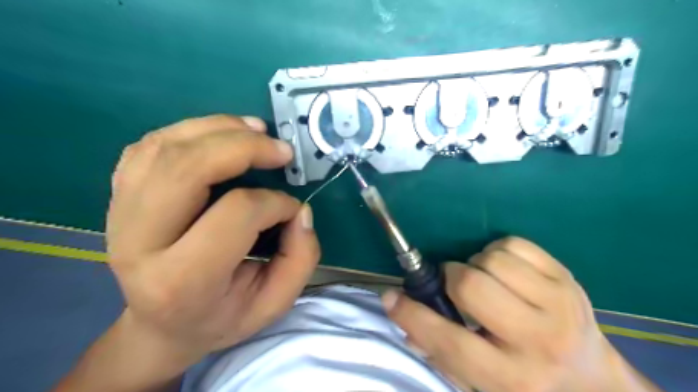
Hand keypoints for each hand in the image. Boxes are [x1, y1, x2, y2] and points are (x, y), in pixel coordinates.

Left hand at [53, 116, 320, 389]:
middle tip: (280, 148)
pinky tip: (219, 136)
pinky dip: (190, 131)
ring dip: (217, 129)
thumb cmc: (222, 316)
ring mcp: (119, 216)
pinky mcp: (118, 198)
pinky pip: (149, 146)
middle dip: (244, 147)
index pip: (236, 213)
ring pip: (165, 148)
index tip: (292, 210)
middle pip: (187, 168)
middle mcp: (139, 243)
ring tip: (255, 131)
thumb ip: (300, 259)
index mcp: (182, 280)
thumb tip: (300, 211)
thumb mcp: (274, 304)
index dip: (276, 203)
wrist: (162, 325)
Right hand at [381, 236, 660, 390]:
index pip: (448, 340)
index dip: (411, 315)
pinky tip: (504, 271)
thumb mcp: (481, 385)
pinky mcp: (566, 277)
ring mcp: (558, 303)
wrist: (593, 383)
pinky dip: (498, 252)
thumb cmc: (527, 384)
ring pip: (492, 260)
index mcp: (511, 377)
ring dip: (475, 265)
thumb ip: (439, 352)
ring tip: (484, 281)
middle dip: (451, 278)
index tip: (390, 296)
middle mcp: (537, 340)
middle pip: (471, 286)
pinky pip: (514, 244)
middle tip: (453, 286)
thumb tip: (402, 312)